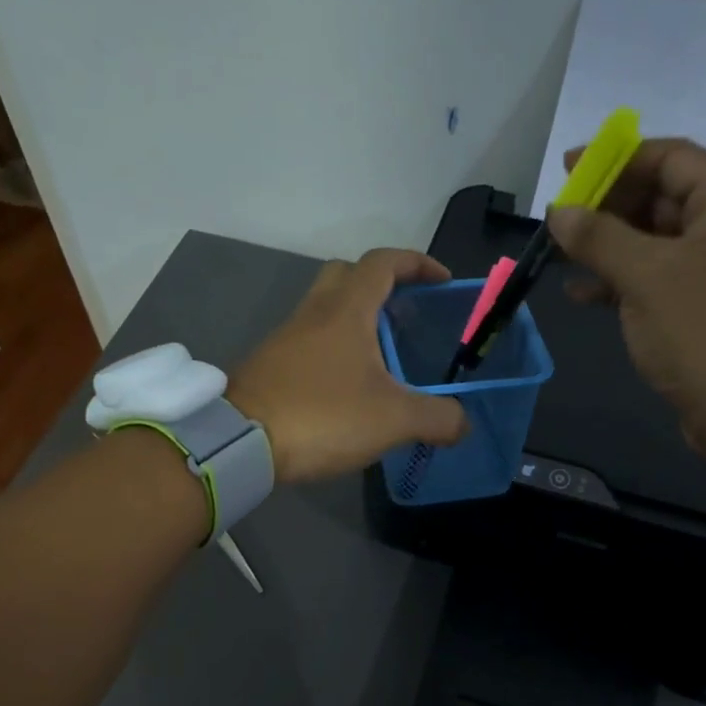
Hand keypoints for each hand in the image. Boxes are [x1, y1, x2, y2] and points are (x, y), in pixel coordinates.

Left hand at [228, 249, 468, 484]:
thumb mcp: (394, 420)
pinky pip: (310, 341)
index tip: (442, 281)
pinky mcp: (271, 365)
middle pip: (347, 275)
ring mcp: (287, 338)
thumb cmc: (323, 416)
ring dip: (356, 320)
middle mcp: (313, 313)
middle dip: (380, 285)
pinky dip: (335, 349)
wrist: (242, 443)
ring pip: (325, 309)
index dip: (416, 263)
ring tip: (384, 358)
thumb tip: (463, 424)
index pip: (383, 262)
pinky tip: (349, 386)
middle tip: (405, 314)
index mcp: (346, 310)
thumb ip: (438, 418)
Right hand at [549, 139, 705, 455]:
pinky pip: (658, 279)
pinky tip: (582, 294)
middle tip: (561, 220)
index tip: (569, 171)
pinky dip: (621, 281)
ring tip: (561, 256)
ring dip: (608, 246)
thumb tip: (560, 213)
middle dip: (607, 207)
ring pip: (655, 241)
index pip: (670, 158)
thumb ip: (599, 238)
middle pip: (662, 197)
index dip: (616, 159)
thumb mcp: (647, 277)